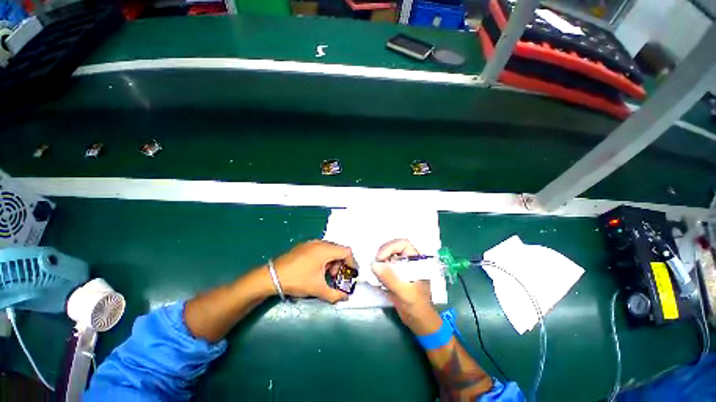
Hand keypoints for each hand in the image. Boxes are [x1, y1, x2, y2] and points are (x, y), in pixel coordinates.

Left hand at [273, 240, 355, 303]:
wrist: (271, 277)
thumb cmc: (297, 280)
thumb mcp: (317, 289)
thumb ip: (335, 294)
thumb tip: (346, 298)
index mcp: (325, 250)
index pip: (347, 251)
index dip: (352, 263)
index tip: (351, 274)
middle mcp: (320, 243)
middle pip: (338, 250)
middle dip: (340, 264)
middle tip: (334, 277)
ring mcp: (311, 243)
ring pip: (329, 249)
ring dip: (332, 261)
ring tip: (325, 274)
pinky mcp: (304, 246)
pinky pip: (320, 249)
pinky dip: (324, 258)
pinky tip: (316, 270)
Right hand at [372, 239, 441, 334]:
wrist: (419, 322)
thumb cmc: (418, 307)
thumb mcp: (405, 292)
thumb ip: (390, 278)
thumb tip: (374, 265)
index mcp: (417, 261)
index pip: (404, 244)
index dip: (391, 247)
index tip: (380, 257)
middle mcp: (409, 261)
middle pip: (394, 248)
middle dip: (383, 253)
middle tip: (375, 263)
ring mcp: (402, 268)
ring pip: (388, 256)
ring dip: (380, 261)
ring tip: (374, 270)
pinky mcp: (395, 275)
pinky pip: (385, 266)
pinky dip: (379, 269)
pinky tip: (375, 276)